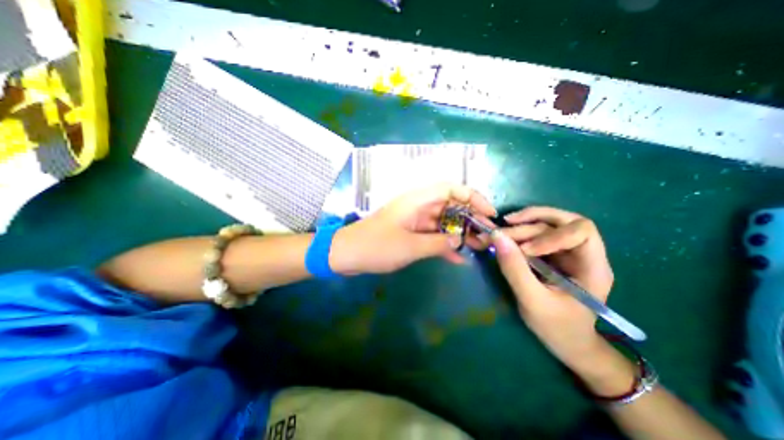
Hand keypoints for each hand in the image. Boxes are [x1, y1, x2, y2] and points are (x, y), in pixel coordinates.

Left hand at [331, 182, 494, 273]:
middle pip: (450, 206)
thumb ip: (438, 243)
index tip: (488, 213)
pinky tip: (459, 258)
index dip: (472, 196)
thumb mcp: (410, 246)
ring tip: (478, 248)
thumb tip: (460, 241)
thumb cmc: (376, 246)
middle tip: (486, 236)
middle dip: (470, 219)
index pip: (451, 188)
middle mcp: (418, 206)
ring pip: (443, 222)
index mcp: (417, 201)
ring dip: (460, 233)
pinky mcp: (410, 233)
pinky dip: (445, 245)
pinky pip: (433, 235)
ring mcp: (414, 220)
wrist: (347, 254)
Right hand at [488, 207, 610, 367]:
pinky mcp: (553, 256)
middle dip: (529, 224)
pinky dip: (520, 232)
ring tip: (498, 232)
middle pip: (561, 223)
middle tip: (501, 231)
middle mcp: (583, 254)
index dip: (552, 234)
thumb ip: (514, 269)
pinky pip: (537, 236)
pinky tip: (505, 236)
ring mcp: (567, 254)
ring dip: (521, 226)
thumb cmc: (557, 328)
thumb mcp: (532, 300)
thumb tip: (496, 236)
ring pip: (547, 226)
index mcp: (593, 267)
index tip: (524, 250)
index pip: (582, 231)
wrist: (568, 344)